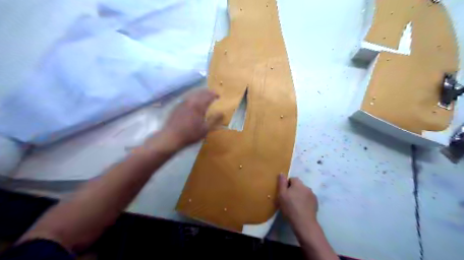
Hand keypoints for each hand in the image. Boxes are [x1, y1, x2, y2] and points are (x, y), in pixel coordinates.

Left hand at [147, 89, 221, 151]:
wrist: (171, 137)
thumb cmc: (190, 134)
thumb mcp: (205, 129)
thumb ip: (214, 120)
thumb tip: (222, 113)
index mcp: (199, 106)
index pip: (208, 96)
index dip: (214, 94)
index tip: (219, 96)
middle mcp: (191, 101)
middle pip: (200, 92)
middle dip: (208, 92)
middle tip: (213, 94)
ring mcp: (182, 103)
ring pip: (193, 94)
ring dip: (200, 93)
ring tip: (204, 96)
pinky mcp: (177, 106)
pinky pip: (187, 97)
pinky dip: (193, 97)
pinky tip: (194, 102)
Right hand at [277, 175, 317, 226]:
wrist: (304, 223)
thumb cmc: (290, 207)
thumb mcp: (281, 194)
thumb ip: (282, 183)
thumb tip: (282, 173)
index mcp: (298, 183)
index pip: (292, 178)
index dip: (287, 185)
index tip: (284, 193)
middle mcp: (307, 187)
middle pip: (298, 185)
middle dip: (294, 190)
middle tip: (288, 199)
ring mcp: (313, 195)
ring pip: (304, 192)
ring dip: (300, 195)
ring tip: (295, 205)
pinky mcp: (316, 203)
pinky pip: (308, 199)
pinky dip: (304, 201)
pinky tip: (301, 209)